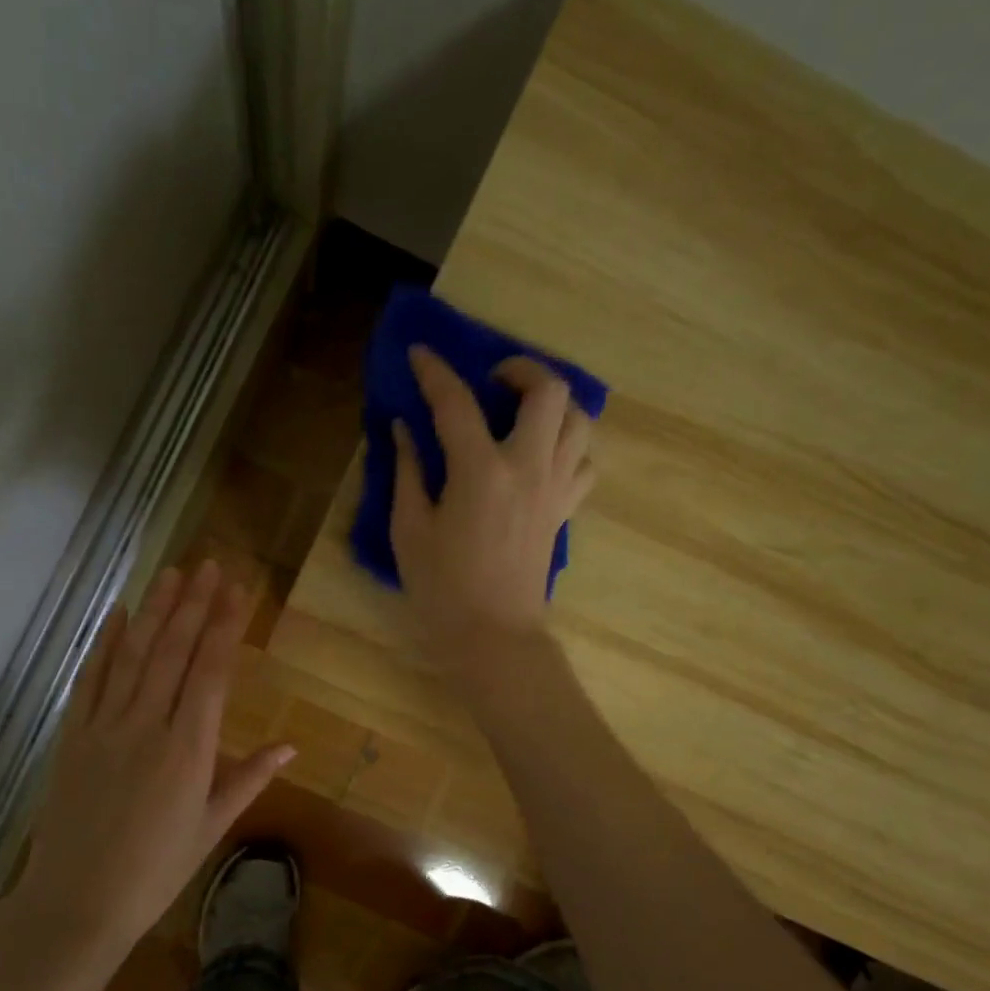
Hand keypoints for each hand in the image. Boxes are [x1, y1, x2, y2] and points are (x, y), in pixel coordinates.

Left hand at [18, 560, 293, 946]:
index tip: (238, 591)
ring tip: (173, 573)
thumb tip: (290, 746)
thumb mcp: (211, 828)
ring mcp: (105, 727)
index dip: (226, 627)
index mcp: (189, 749)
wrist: (77, 902)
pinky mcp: (73, 736)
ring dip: (155, 610)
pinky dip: (105, 643)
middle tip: (210, 565)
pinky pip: (90, 680)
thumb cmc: (156, 870)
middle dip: (195, 605)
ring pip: (133, 656)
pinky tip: (119, 613)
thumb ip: (249, 779)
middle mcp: (147, 726)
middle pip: (173, 652)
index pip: (212, 672)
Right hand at [390, 345, 595, 672]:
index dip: (434, 371)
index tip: (419, 354)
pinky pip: (584, 460)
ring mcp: (554, 488)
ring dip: (552, 403)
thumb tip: (405, 429)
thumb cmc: (442, 589)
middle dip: (521, 368)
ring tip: (521, 412)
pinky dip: (568, 444)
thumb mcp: (409, 530)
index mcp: (481, 471)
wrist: (493, 637)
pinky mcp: (564, 510)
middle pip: (548, 390)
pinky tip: (542, 454)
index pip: (457, 402)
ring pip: (578, 420)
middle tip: (492, 380)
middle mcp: (528, 467)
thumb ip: (408, 471)